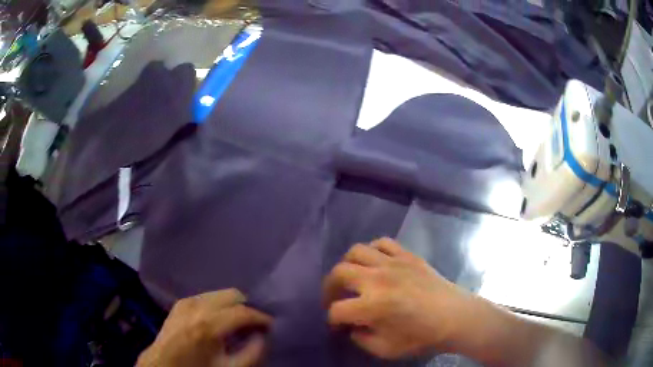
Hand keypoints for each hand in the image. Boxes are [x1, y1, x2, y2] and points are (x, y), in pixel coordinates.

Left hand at [137, 289, 271, 366]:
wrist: (163, 365)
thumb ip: (252, 353)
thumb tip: (263, 336)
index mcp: (209, 324)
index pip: (244, 312)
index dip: (262, 318)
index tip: (272, 325)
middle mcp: (197, 305)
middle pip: (233, 294)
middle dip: (248, 307)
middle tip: (254, 324)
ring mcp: (187, 301)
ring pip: (220, 293)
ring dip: (233, 305)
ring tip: (238, 322)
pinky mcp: (181, 302)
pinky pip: (207, 297)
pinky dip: (219, 305)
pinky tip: (219, 320)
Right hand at [323, 238, 470, 358]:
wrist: (455, 317)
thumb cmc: (423, 337)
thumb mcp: (387, 350)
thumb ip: (361, 339)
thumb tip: (352, 326)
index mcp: (373, 306)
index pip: (337, 310)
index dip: (332, 320)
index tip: (337, 325)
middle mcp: (378, 279)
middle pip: (339, 273)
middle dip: (329, 288)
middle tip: (334, 299)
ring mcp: (393, 263)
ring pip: (356, 251)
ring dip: (347, 265)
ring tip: (351, 278)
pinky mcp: (407, 255)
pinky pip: (382, 243)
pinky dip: (372, 250)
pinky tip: (375, 263)